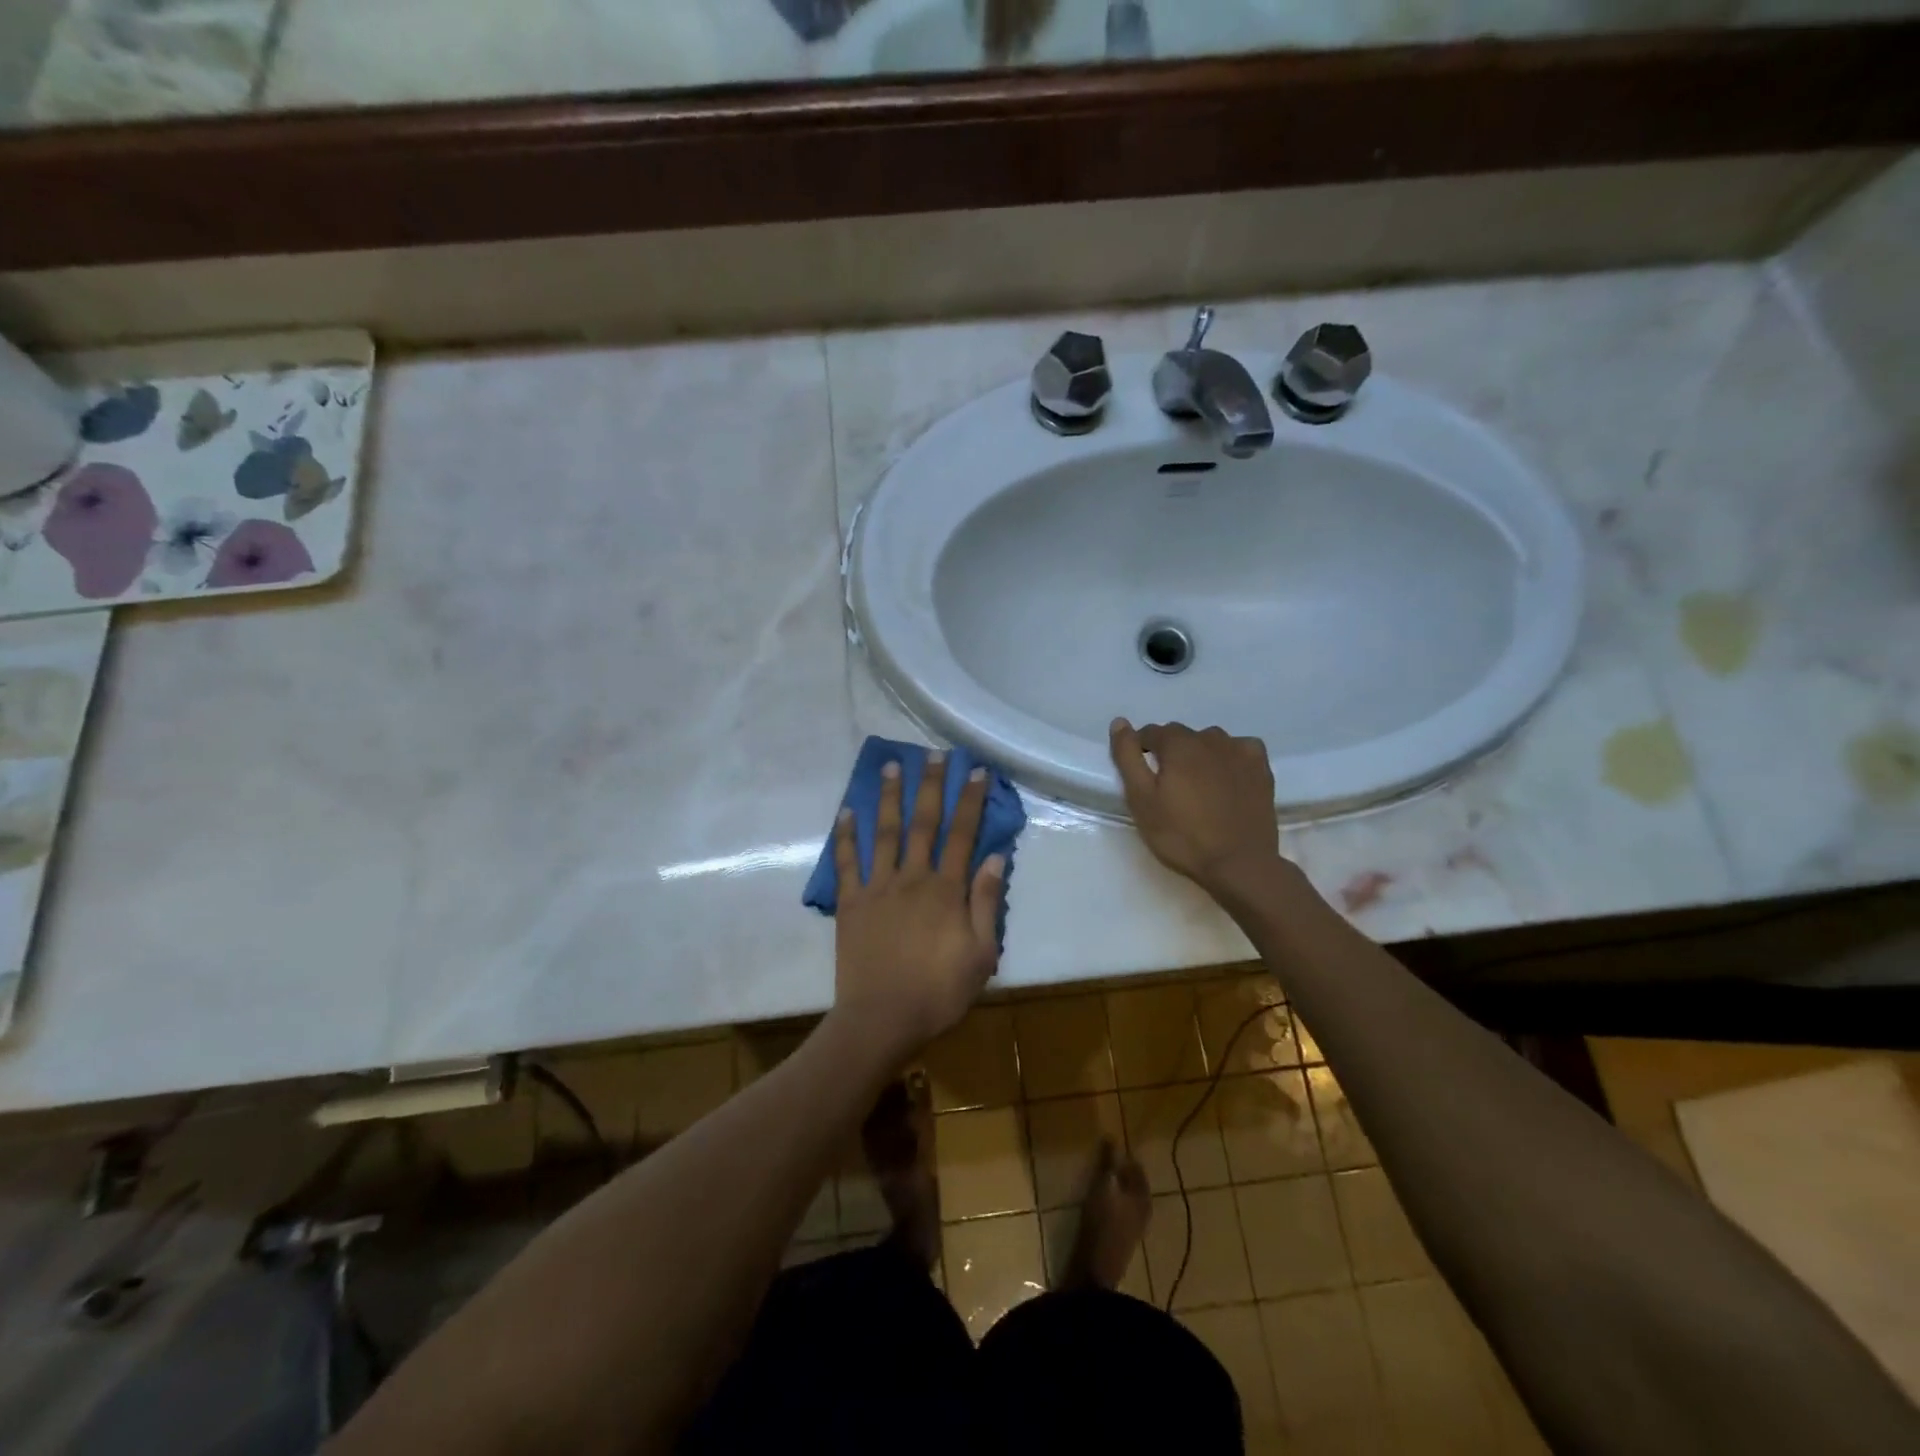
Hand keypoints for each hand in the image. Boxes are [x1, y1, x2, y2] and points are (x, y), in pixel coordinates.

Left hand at [831, 753, 1005, 1064]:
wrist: (881, 1019)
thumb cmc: (938, 992)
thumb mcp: (981, 955)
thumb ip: (986, 903)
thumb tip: (994, 858)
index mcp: (946, 890)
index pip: (963, 835)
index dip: (970, 801)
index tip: (975, 771)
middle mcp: (912, 878)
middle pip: (923, 823)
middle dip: (930, 786)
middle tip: (932, 754)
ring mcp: (877, 887)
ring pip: (884, 832)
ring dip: (888, 797)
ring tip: (891, 766)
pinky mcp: (850, 903)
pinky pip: (846, 862)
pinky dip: (845, 836)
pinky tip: (846, 812)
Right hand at [1110, 718, 1281, 894]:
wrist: (1238, 864)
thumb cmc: (1182, 835)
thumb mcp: (1141, 799)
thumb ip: (1127, 757)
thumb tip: (1119, 722)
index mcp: (1178, 743)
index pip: (1151, 733)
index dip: (1141, 751)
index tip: (1143, 777)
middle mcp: (1210, 738)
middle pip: (1181, 736)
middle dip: (1171, 753)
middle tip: (1169, 787)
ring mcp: (1240, 751)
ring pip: (1210, 742)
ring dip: (1199, 754)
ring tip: (1198, 786)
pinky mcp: (1261, 768)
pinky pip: (1240, 749)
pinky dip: (1229, 758)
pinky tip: (1227, 779)